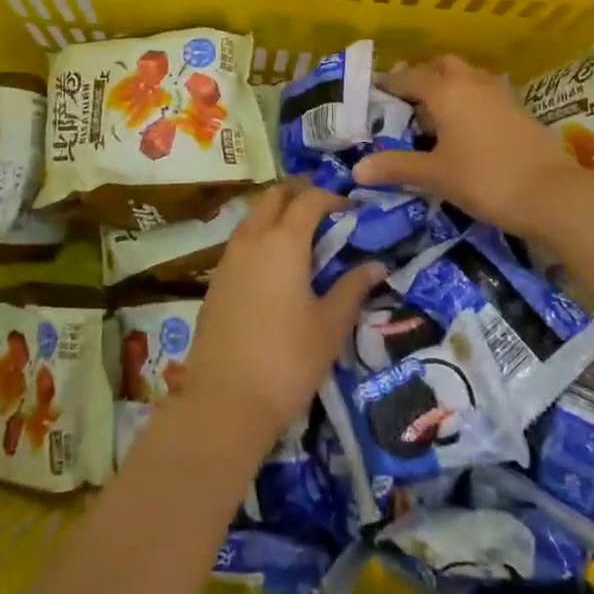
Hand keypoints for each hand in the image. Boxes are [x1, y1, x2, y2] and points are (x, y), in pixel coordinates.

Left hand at [181, 181, 385, 443]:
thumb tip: (377, 265)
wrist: (224, 399)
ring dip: (277, 213)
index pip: (309, 199)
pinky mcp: (216, 279)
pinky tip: (275, 264)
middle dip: (300, 194)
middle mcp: (252, 238)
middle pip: (275, 196)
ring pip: (254, 215)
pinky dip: (261, 236)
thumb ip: (353, 289)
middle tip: (325, 210)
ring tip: (303, 235)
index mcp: (284, 241)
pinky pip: (242, 240)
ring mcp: (229, 257)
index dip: (332, 197)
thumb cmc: (287, 360)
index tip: (352, 210)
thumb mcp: (330, 326)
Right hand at [353, 55, 593, 233]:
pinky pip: (485, 92)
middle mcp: (471, 83)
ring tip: (436, 111)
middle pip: (442, 65)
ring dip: (450, 85)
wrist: (554, 194)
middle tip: (407, 99)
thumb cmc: (485, 179)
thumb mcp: (435, 176)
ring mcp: (500, 94)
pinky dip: (470, 99)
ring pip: (467, 75)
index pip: (410, 77)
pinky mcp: (520, 109)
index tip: (375, 90)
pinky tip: (467, 126)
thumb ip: (397, 167)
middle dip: (423, 75)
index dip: (390, 83)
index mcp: (445, 91)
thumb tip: (358, 170)